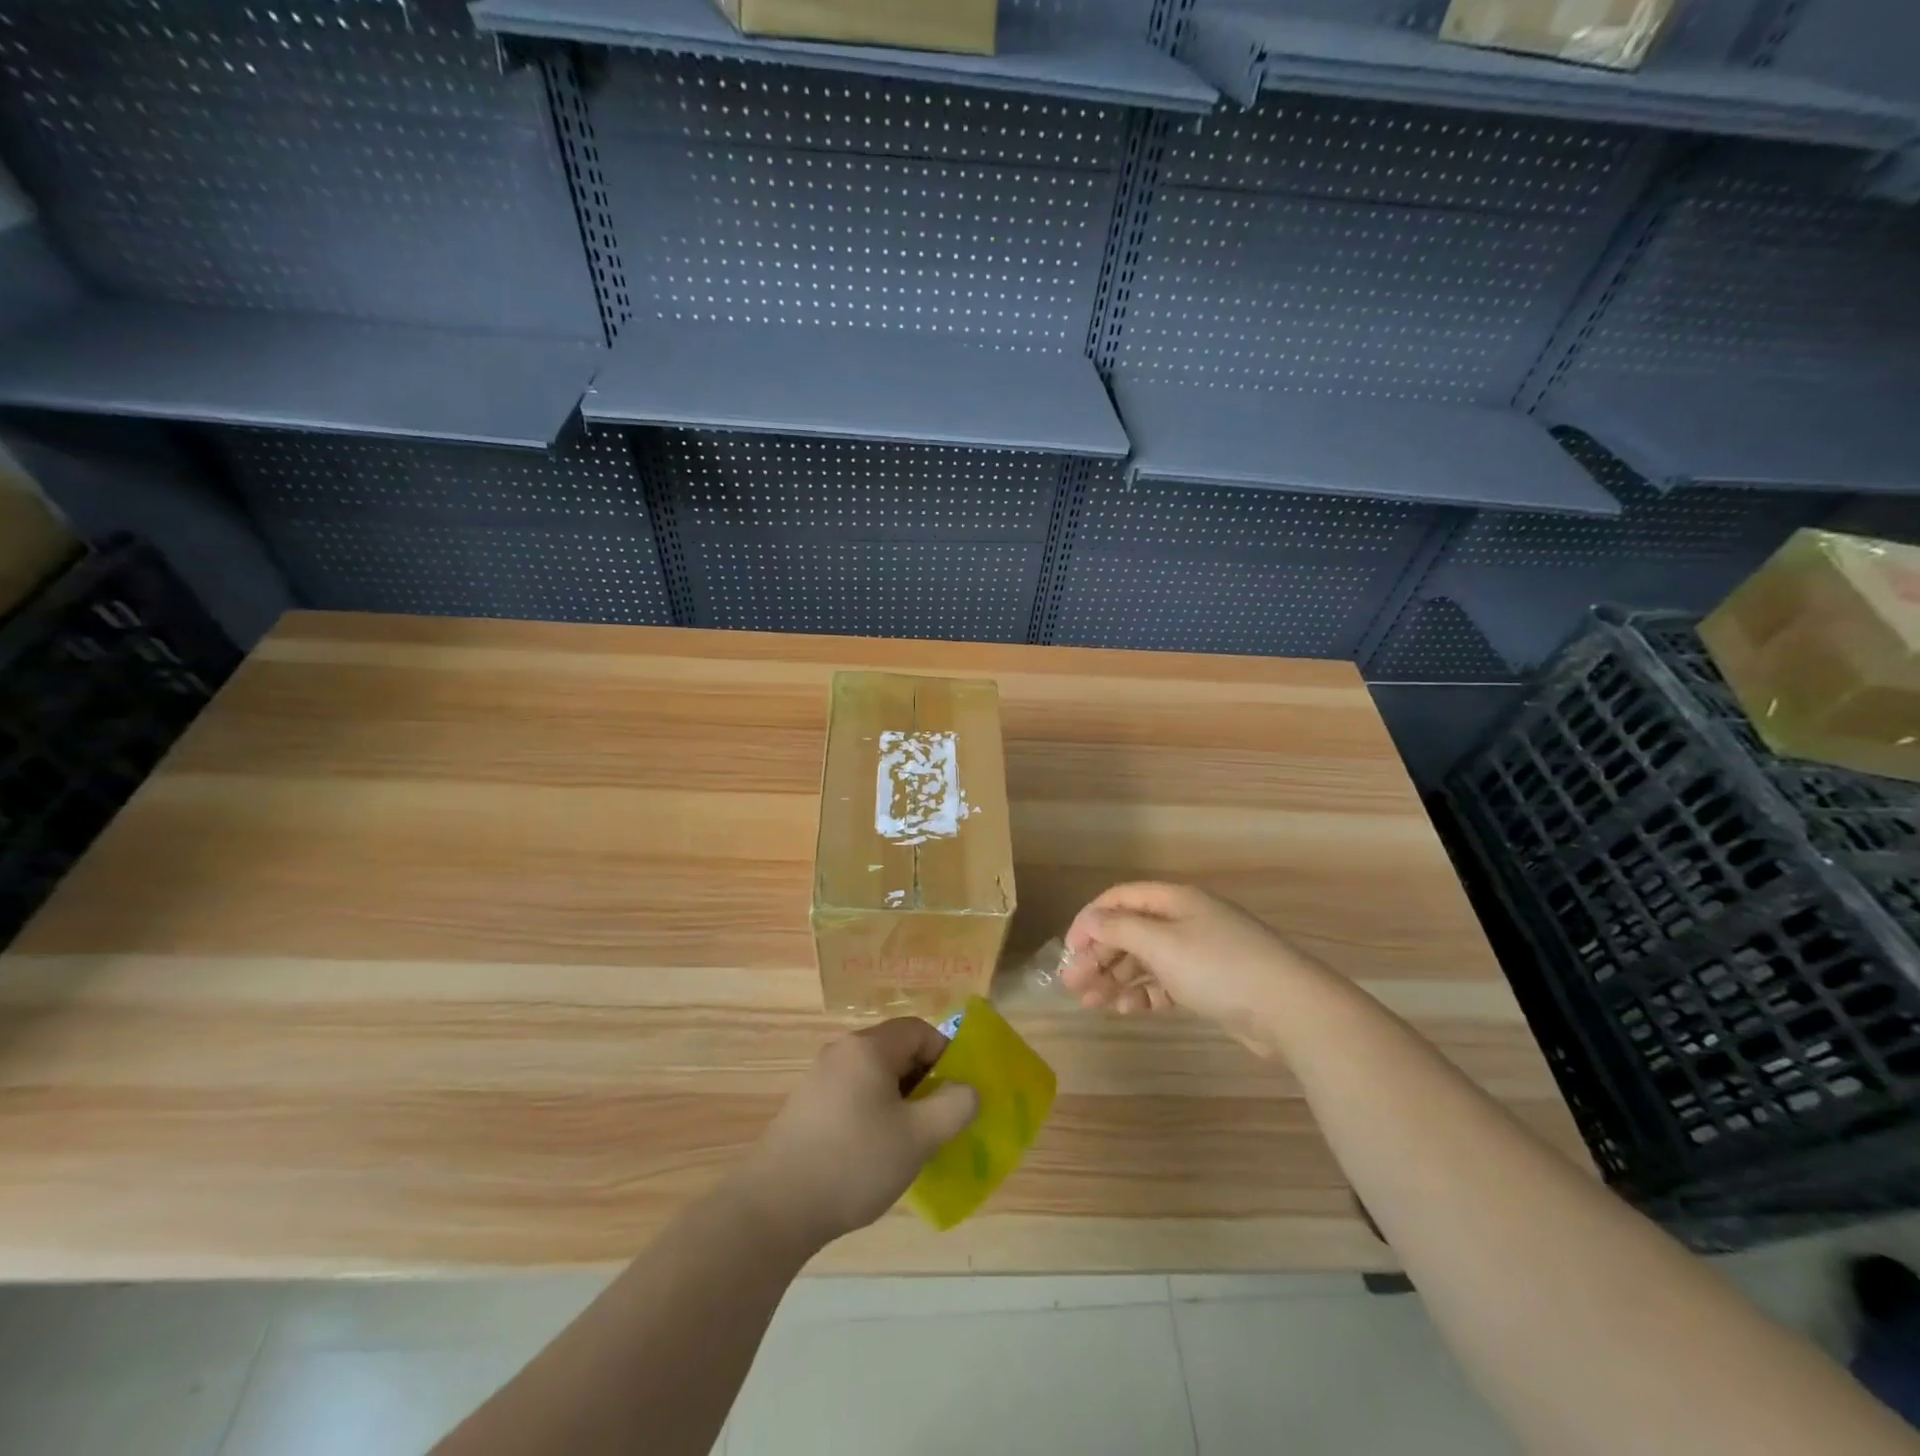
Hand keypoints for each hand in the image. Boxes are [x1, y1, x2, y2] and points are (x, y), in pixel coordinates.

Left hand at [735, 1019, 978, 1249]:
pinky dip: (873, 1111)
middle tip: (938, 1120)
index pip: (919, 1031)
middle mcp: (841, 1052)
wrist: (774, 1208)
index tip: (957, 1093)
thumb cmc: (854, 1162)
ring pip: (874, 1075)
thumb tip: (970, 1090)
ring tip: (910, 1140)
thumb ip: (955, 1107)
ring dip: (899, 1099)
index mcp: (868, 1048)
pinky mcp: (805, 1106)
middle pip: (896, 1051)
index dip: (946, 1055)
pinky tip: (875, 1152)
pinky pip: (852, 1094)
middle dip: (924, 1080)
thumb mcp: (918, 1137)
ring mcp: (818, 1078)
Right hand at [1063, 882, 1314, 1055]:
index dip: (1090, 921)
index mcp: (1174, 900)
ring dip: (1117, 978)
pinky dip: (1145, 994)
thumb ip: (1119, 930)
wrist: (1290, 1009)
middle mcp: (1185, 921)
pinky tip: (1128, 1010)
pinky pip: (1167, 983)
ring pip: (1146, 960)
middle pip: (1130, 932)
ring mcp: (1200, 953)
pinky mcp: (1211, 984)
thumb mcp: (1161, 944)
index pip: (1119, 899)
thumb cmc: (1218, 967)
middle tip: (1073, 985)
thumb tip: (1089, 919)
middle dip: (1100, 956)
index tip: (1069, 950)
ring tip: (1092, 1003)